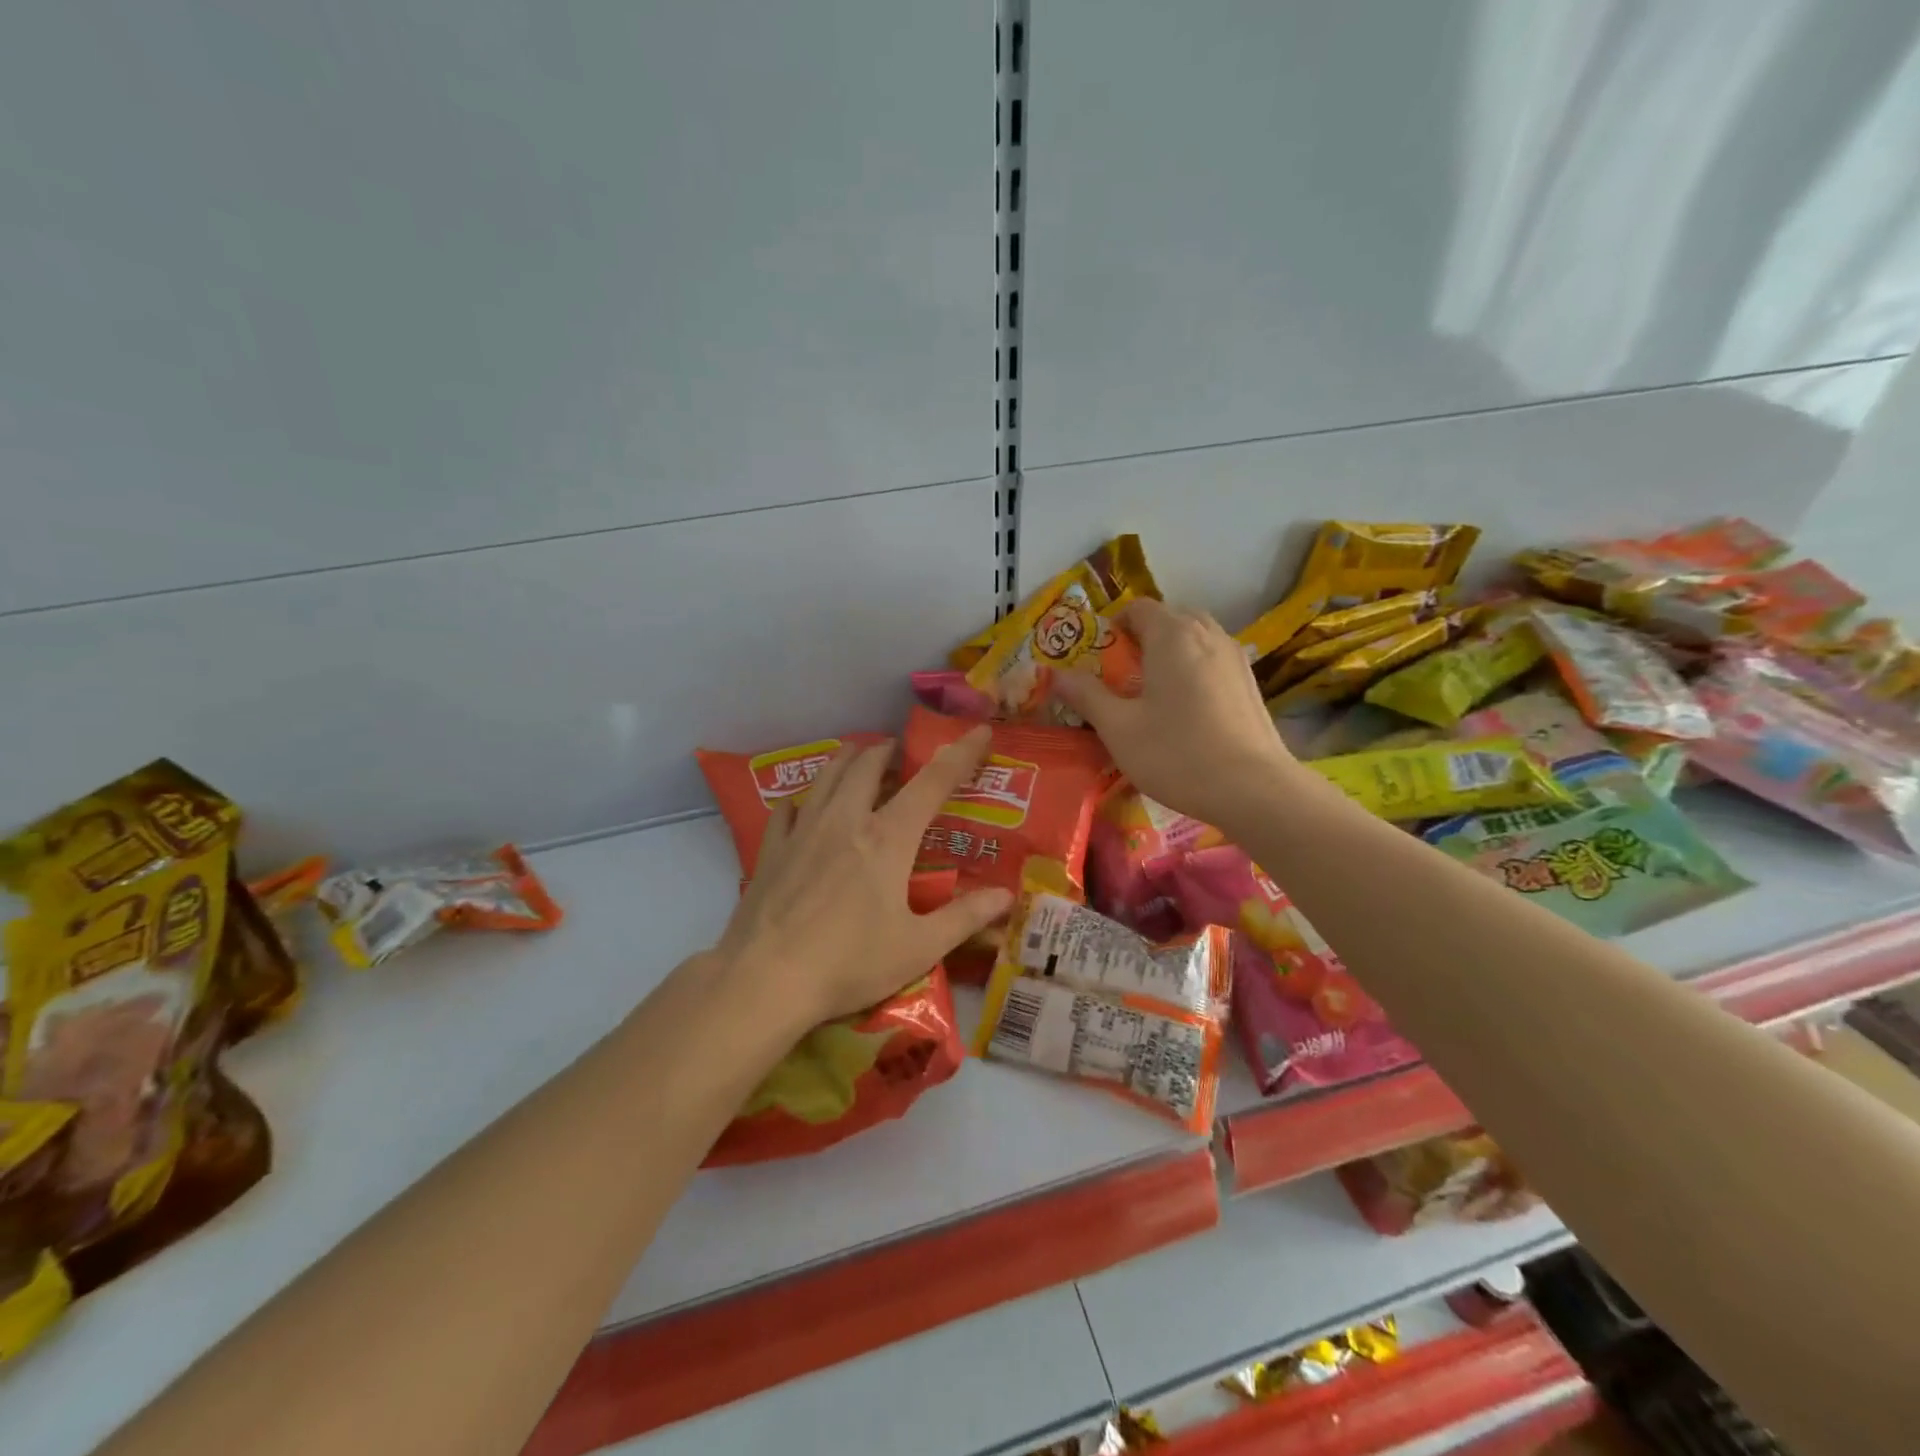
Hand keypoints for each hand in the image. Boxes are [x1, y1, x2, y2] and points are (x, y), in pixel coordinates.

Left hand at [712, 727, 1013, 1029]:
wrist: (765, 980)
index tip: (979, 731)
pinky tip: (806, 805)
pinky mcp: (772, 849)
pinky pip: (789, 807)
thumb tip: (1006, 896)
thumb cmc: (849, 964)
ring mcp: (803, 830)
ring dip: (849, 759)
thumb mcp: (918, 947)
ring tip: (860, 758)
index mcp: (887, 838)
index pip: (932, 782)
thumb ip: (965, 918)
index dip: (960, 754)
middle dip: (891, 750)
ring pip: (827, 775)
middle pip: (870, 764)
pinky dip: (806, 797)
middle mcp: (845, 820)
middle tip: (902, 753)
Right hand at [1054, 597, 1297, 827]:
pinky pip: (1213, 660)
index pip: (1138, 608)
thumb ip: (1086, 695)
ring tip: (1153, 692)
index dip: (1113, 626)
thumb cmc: (1176, 754)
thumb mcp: (1118, 728)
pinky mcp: (1250, 683)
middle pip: (1170, 618)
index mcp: (1172, 635)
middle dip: (1143, 637)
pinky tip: (1186, 710)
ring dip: (1170, 653)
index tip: (1099, 658)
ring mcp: (1234, 657)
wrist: (1253, 789)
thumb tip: (1055, 674)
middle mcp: (1207, 634)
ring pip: (1195, 638)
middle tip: (1122, 675)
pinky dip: (1194, 670)